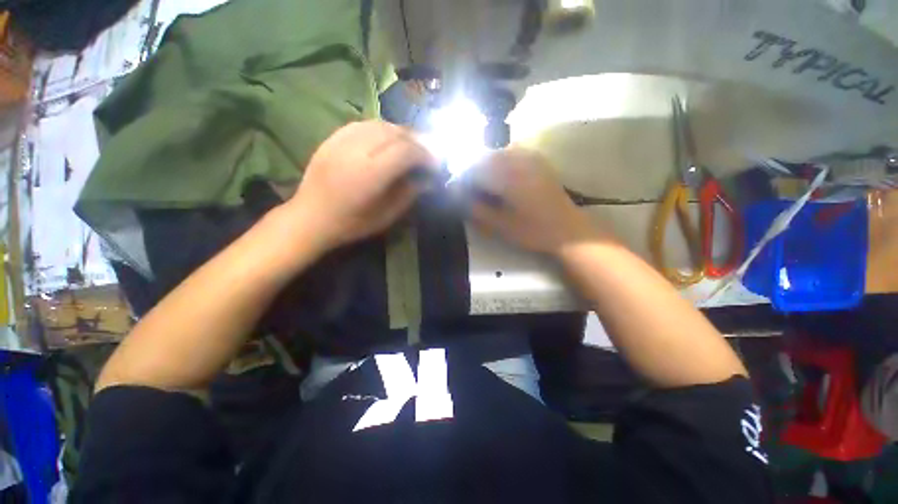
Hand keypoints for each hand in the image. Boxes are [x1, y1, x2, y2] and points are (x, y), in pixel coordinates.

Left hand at [287, 121, 436, 250]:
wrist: (309, 218)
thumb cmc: (351, 224)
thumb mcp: (386, 216)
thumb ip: (409, 194)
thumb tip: (429, 180)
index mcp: (369, 175)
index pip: (405, 151)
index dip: (426, 154)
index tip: (437, 164)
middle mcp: (355, 151)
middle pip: (395, 133)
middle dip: (417, 141)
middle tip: (429, 153)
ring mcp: (341, 141)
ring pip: (379, 124)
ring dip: (401, 132)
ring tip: (412, 145)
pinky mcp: (332, 138)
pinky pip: (363, 124)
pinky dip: (382, 129)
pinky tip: (388, 139)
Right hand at [466, 148, 603, 254]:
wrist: (567, 229)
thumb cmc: (533, 231)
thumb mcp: (500, 225)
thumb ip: (475, 209)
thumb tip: (456, 195)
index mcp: (508, 176)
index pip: (473, 170)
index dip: (459, 180)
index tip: (453, 191)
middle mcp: (517, 159)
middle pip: (482, 157)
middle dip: (469, 171)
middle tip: (465, 189)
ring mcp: (529, 156)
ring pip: (495, 153)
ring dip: (482, 166)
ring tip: (480, 185)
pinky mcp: (537, 159)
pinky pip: (509, 152)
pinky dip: (497, 162)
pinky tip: (497, 177)